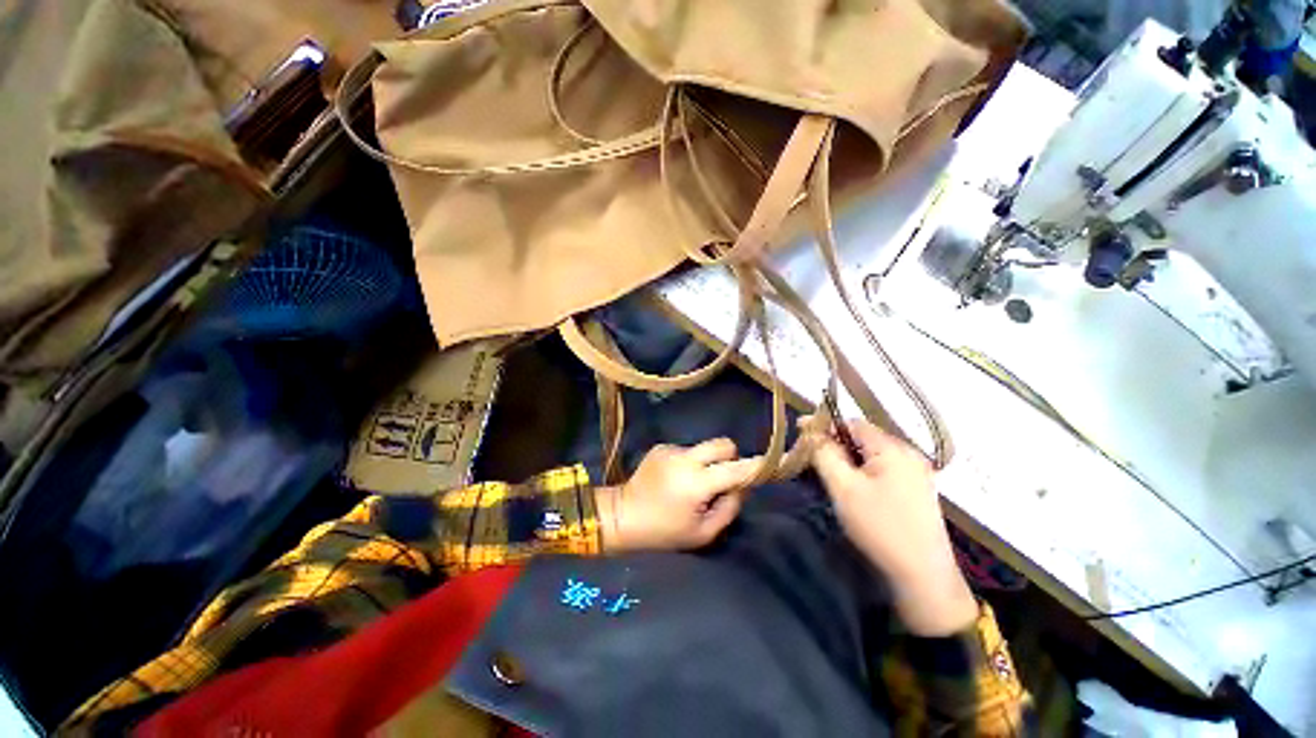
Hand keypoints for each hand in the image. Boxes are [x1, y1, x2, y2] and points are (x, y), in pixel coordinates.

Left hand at [595, 438, 759, 552]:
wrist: (619, 518)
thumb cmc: (663, 534)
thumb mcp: (703, 534)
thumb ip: (729, 509)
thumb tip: (743, 487)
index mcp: (697, 483)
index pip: (738, 468)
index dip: (759, 466)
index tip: (775, 464)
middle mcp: (685, 459)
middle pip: (725, 444)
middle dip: (732, 459)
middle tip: (725, 481)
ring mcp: (671, 450)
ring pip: (705, 448)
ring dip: (708, 463)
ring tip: (693, 487)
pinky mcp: (660, 448)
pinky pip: (688, 451)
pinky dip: (690, 464)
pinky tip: (675, 483)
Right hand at [811, 420, 976, 635]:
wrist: (921, 568)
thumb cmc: (880, 528)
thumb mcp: (845, 492)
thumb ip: (827, 457)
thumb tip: (814, 433)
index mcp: (892, 446)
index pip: (853, 423)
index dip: (825, 426)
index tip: (799, 432)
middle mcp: (910, 452)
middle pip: (868, 439)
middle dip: (839, 445)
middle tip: (811, 460)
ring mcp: (919, 473)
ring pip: (879, 458)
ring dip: (855, 462)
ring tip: (833, 478)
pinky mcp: (922, 494)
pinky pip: (891, 474)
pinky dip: (871, 476)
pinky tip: (861, 495)